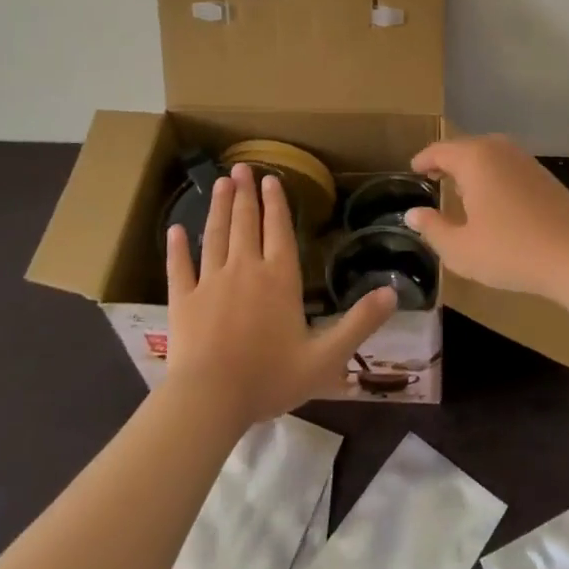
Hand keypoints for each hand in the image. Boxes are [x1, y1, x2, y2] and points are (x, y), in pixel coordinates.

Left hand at [166, 164, 396, 427]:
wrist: (209, 400)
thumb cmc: (270, 377)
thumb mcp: (326, 357)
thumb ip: (360, 323)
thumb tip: (393, 292)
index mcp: (279, 277)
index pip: (278, 229)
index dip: (275, 202)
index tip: (270, 178)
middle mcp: (245, 269)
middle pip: (245, 223)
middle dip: (245, 193)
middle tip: (241, 167)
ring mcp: (209, 282)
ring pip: (215, 235)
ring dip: (218, 207)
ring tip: (220, 183)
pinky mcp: (182, 300)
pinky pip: (179, 267)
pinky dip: (177, 247)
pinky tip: (175, 231)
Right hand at [404, 135, 568, 303]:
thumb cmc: (510, 252)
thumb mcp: (460, 249)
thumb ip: (432, 228)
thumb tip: (413, 213)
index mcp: (475, 159)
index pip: (440, 150)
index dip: (423, 160)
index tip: (412, 170)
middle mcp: (499, 149)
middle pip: (465, 148)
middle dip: (447, 161)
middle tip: (432, 178)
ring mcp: (525, 159)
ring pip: (488, 155)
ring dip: (471, 168)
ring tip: (460, 190)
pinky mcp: (543, 174)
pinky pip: (507, 166)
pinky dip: (493, 175)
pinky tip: (493, 200)